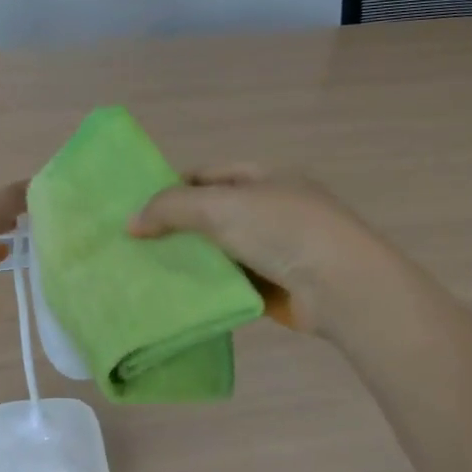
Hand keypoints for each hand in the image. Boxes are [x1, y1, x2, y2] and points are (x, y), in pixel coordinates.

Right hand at [128, 165, 385, 333]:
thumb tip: (130, 223)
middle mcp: (269, 208)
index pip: (207, 175)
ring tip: (146, 272)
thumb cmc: (282, 230)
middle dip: (176, 228)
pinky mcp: (273, 285)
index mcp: (263, 177)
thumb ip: (171, 208)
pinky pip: (231, 282)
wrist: (341, 286)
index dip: (172, 188)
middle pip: (211, 214)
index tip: (138, 210)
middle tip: (134, 245)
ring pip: (219, 251)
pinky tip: (177, 295)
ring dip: (189, 260)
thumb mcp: (220, 206)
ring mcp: (273, 249)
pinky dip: (208, 287)